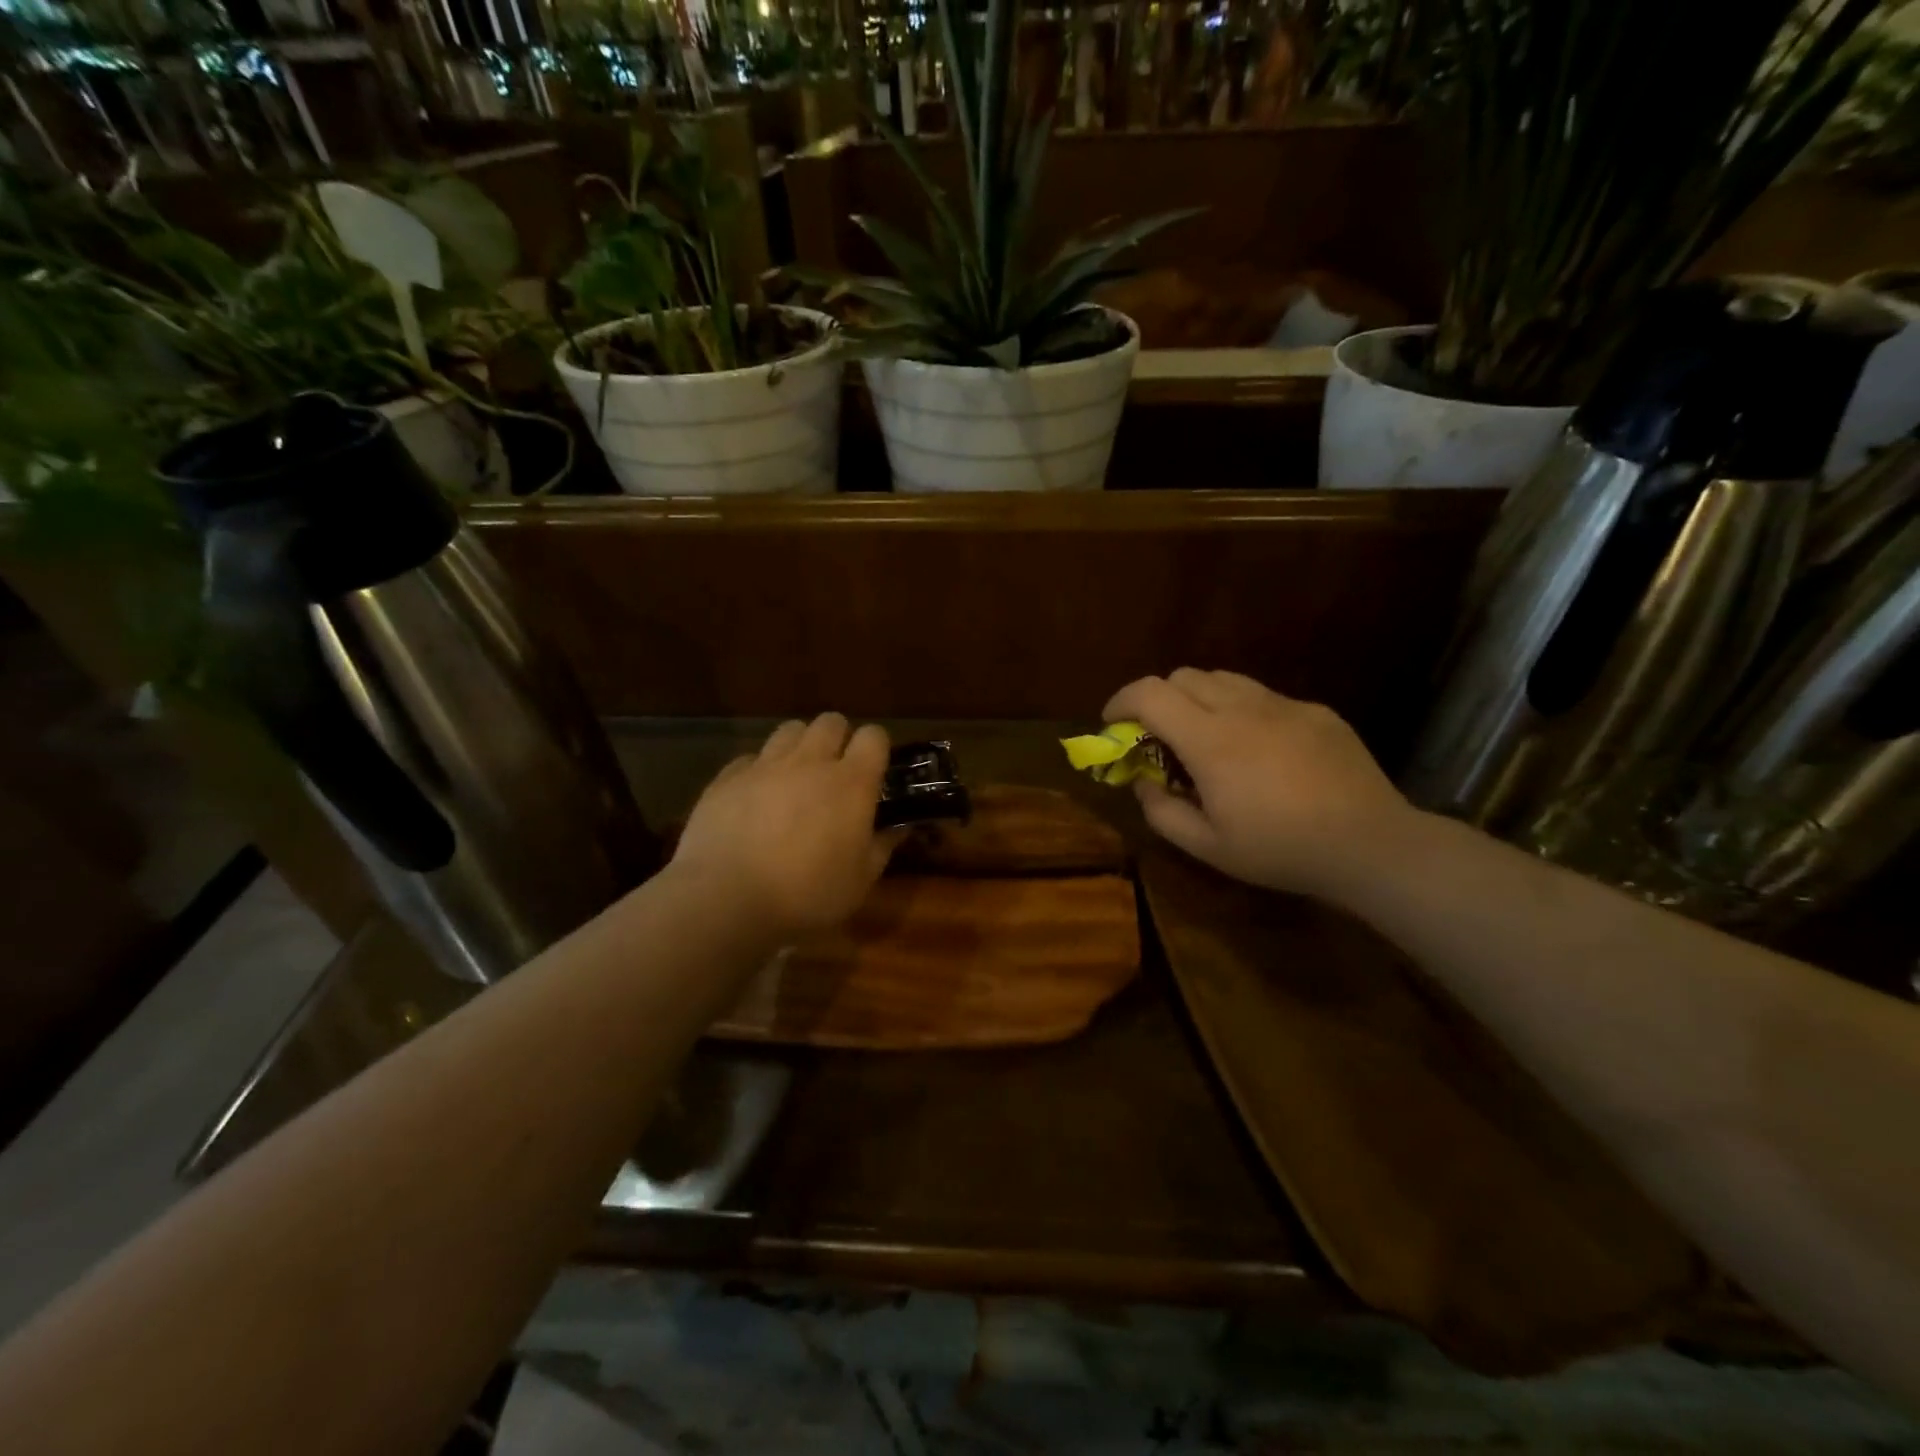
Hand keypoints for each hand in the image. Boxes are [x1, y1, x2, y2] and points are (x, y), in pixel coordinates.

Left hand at [672, 715, 901, 938]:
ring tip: (795, 777)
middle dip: (838, 738)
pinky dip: (759, 770)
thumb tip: (900, 827)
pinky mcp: (727, 777)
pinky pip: (750, 758)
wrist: (726, 899)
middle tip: (835, 771)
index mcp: (851, 783)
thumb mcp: (859, 881)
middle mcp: (810, 762)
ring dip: (799, 746)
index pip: (874, 736)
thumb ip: (883, 847)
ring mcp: (765, 765)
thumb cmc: (806, 894)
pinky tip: (755, 798)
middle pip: (830, 722)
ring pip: (789, 730)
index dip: (876, 748)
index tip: (874, 770)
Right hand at [1104, 670, 1414, 901]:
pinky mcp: (1316, 711)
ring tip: (1207, 739)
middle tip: (1160, 738)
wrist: (1370, 844)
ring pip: (1224, 679)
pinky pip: (1264, 697)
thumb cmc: (1280, 849)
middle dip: (1158, 700)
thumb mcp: (1207, 846)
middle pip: (1183, 676)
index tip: (1112, 724)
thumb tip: (1143, 784)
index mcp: (1210, 740)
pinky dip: (1242, 711)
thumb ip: (1162, 812)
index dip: (1120, 702)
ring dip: (1199, 700)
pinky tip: (1260, 751)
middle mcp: (1243, 708)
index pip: (1149, 693)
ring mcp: (1284, 705)